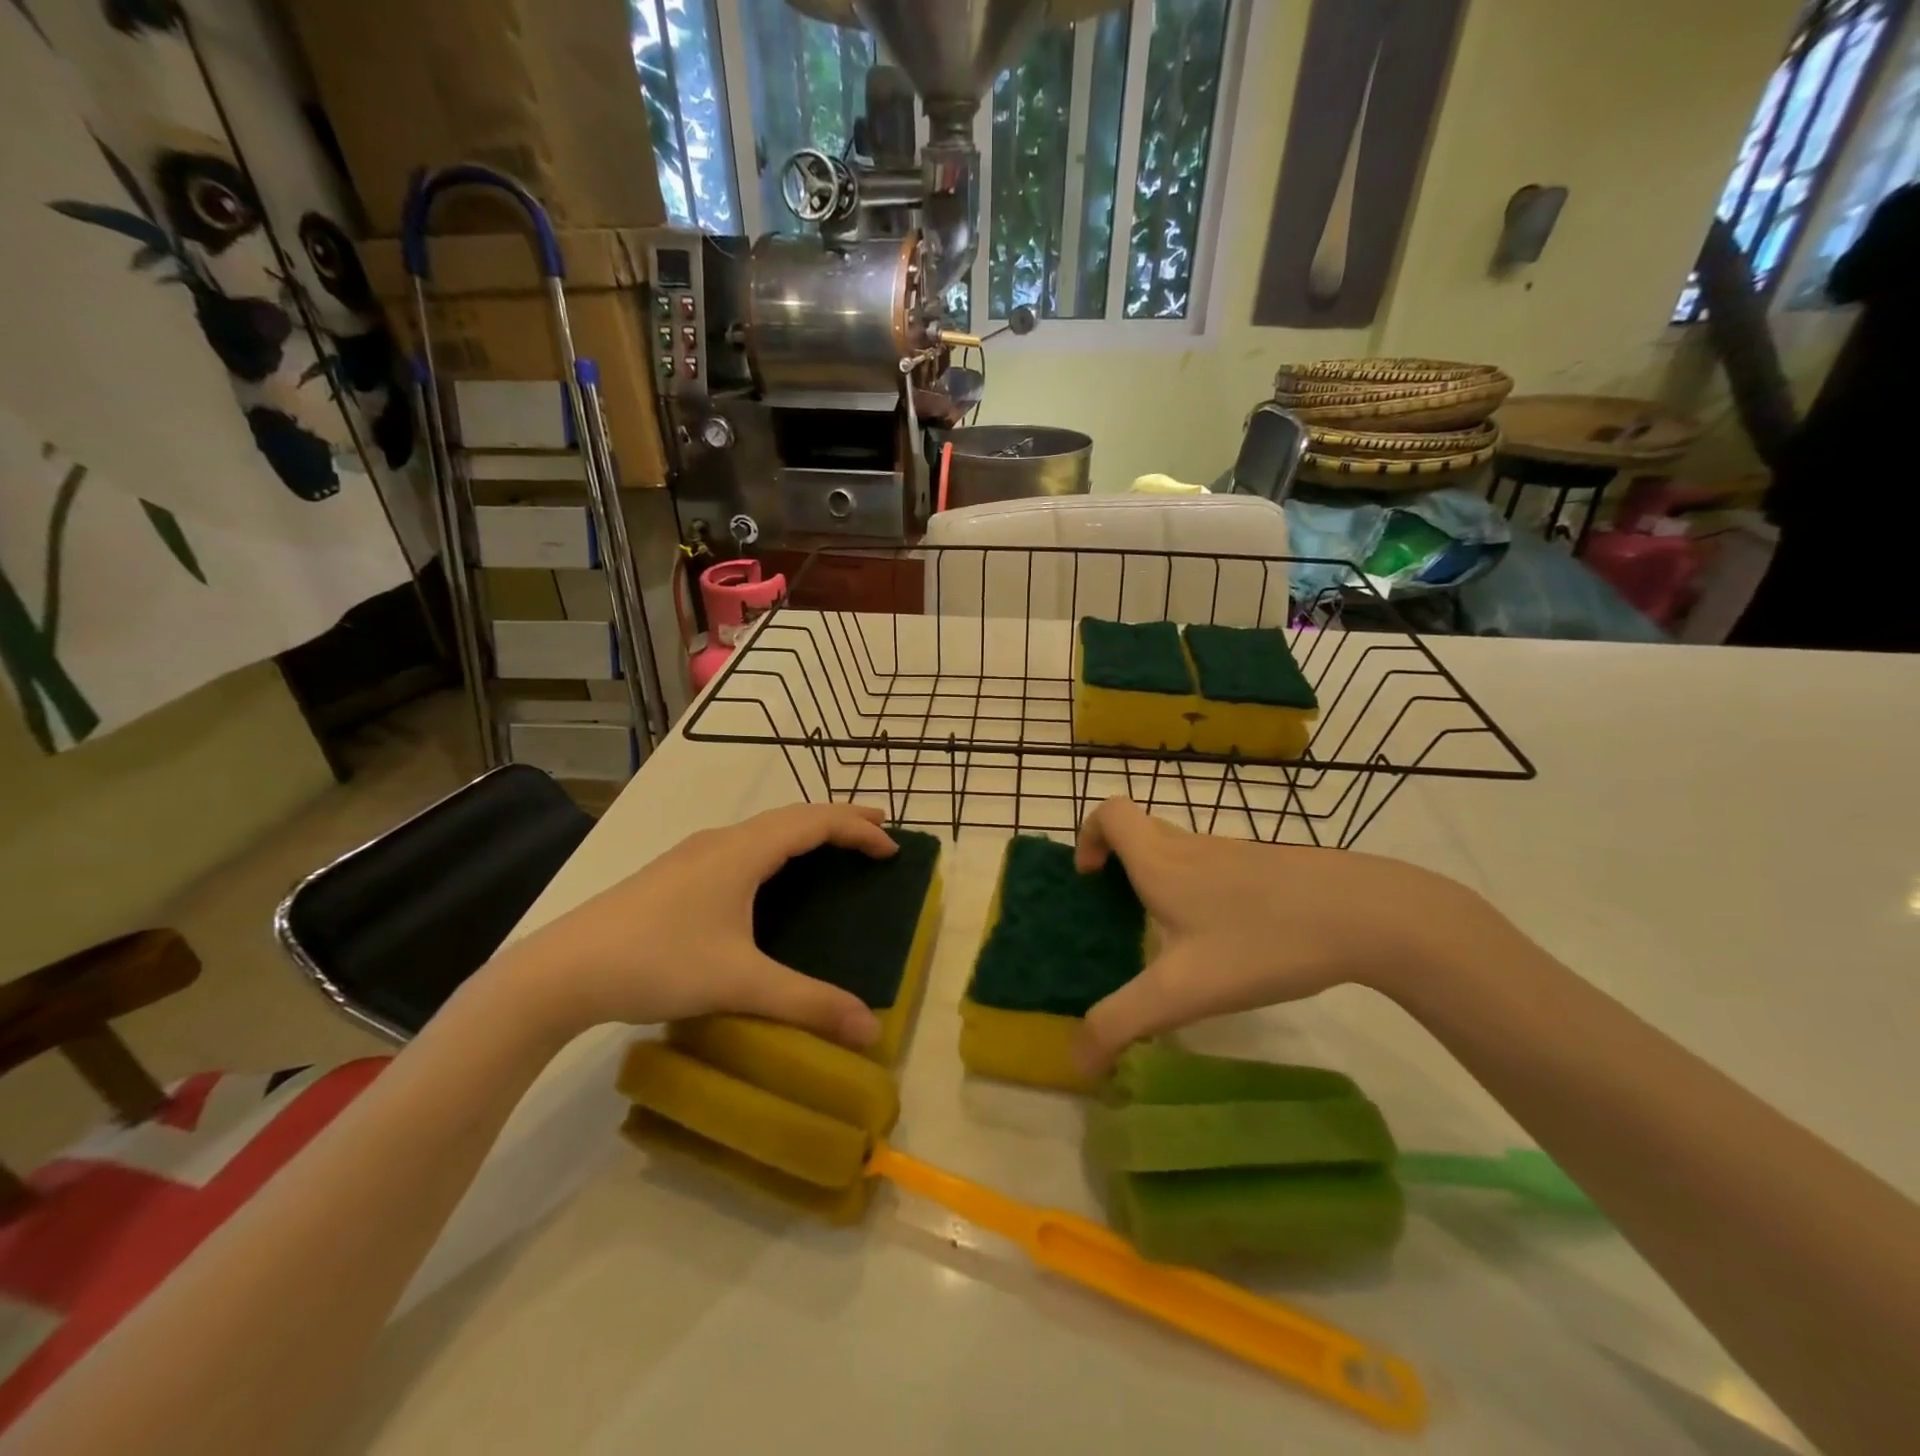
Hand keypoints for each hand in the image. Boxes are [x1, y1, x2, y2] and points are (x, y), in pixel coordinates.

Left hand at [498, 803, 897, 1046]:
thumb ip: (807, 1003)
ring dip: (805, 831)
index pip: (815, 822)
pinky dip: (777, 847)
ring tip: (833, 848)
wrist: (560, 971)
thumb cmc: (657, 963)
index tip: (893, 848)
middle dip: (839, 820)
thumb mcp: (739, 983)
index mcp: (743, 852)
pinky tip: (769, 876)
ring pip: (764, 828)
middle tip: (877, 833)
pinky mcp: (675, 873)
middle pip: (793, 816)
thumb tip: (870, 1029)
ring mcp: (693, 854)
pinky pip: (743, 844)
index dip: (858, 829)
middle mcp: (721, 840)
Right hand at [1072, 797, 1487, 1073]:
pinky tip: (1225, 939)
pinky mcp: (1268, 866)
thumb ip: (1122, 1023)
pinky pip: (1214, 866)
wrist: (1367, 914)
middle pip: (1141, 830)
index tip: (1091, 879)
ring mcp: (1234, 852)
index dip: (1089, 836)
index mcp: (1160, 862)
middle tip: (1121, 912)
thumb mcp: (1182, 991)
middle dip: (1119, 861)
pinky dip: (1199, 888)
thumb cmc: (1261, 941)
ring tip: (1170, 936)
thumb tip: (1076, 1061)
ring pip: (1179, 849)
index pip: (1110, 813)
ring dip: (1159, 877)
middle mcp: (1191, 847)